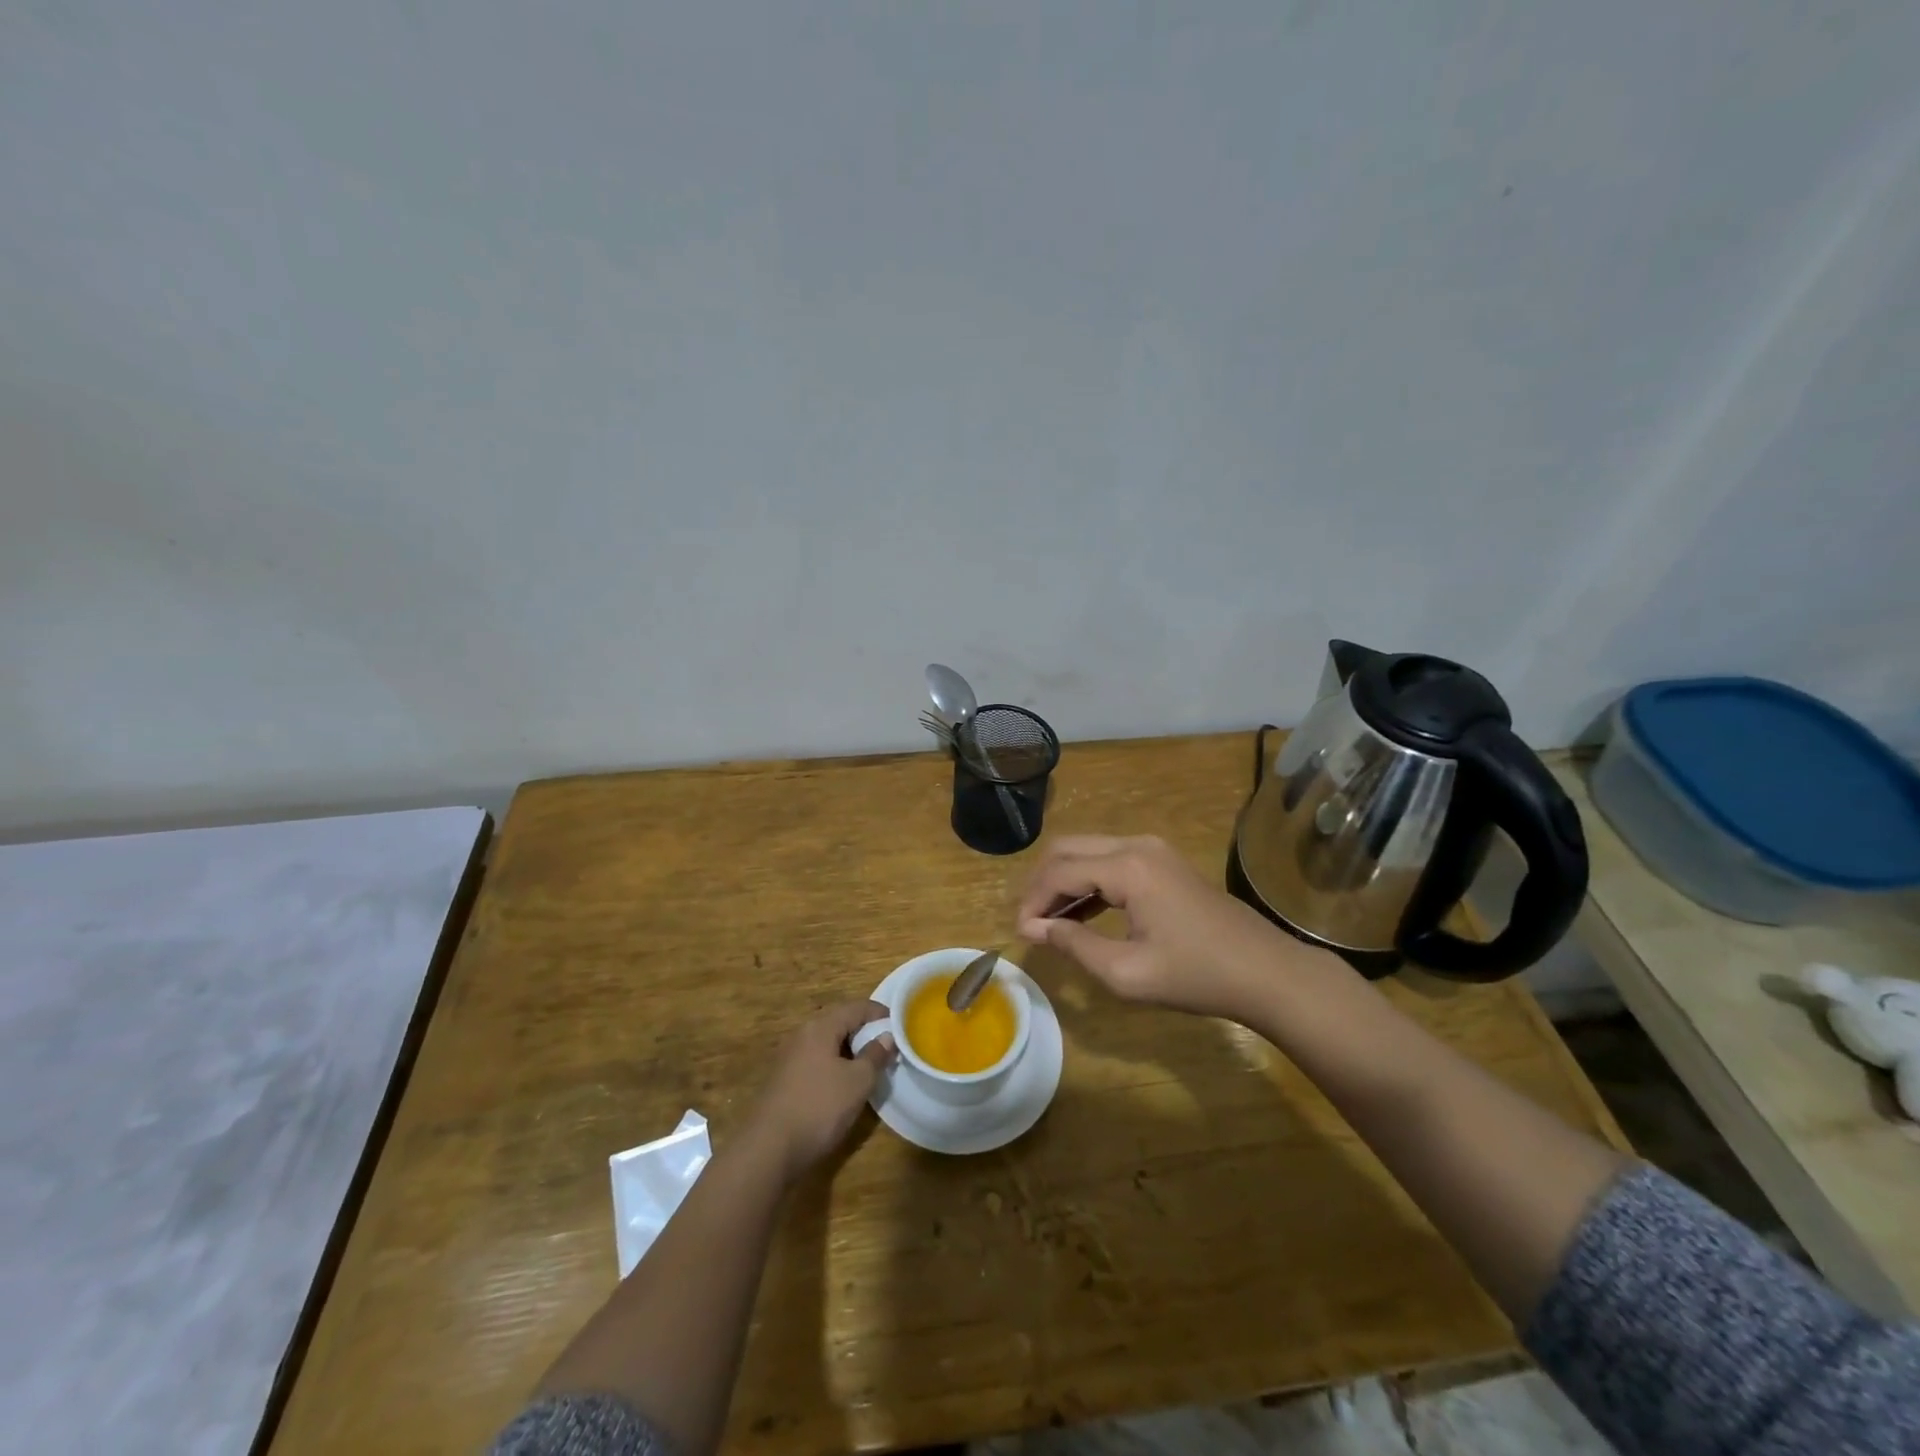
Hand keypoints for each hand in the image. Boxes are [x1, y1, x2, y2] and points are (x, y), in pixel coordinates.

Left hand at [743, 1001, 895, 1183]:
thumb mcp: (857, 1082)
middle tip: (887, 1046)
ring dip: (850, 1050)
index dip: (880, 1013)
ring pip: (827, 1044)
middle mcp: (802, 1035)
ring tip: (870, 1066)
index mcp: (820, 1028)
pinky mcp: (784, 1080)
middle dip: (864, 1032)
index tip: (900, 1025)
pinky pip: (816, 1061)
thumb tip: (887, 1037)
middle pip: (839, 1023)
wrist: (768, 1150)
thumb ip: (875, 1055)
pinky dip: (835, 1065)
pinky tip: (844, 1085)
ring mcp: (789, 1058)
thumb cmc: (819, 1108)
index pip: (855, 1007)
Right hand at [1016, 835, 1339, 1020]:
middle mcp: (1136, 845)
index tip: (1020, 934)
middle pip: (1068, 849)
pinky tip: (1080, 915)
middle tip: (1030, 923)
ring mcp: (1153, 850)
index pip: (1060, 872)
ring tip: (1048, 923)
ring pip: (1088, 852)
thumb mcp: (1127, 972)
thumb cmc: (1197, 976)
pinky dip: (1088, 882)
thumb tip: (1036, 928)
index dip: (1033, 902)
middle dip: (1042, 884)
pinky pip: (1110, 861)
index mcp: (1128, 867)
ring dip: (1063, 882)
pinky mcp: (1163, 861)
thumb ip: (1074, 945)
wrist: (1266, 972)